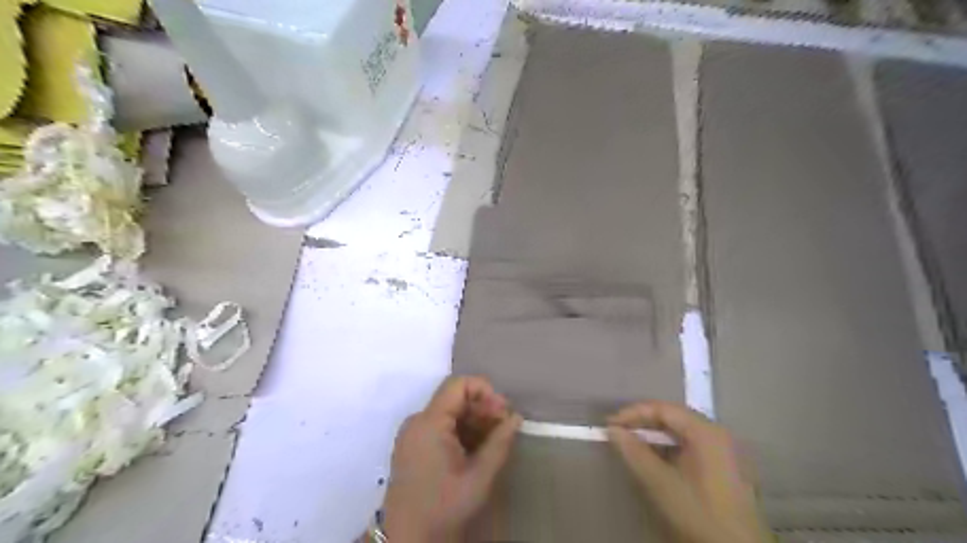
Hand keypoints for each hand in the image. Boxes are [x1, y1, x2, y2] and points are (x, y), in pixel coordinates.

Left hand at [384, 377, 521, 542]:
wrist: (408, 540)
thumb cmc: (444, 507)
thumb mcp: (479, 475)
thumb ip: (500, 442)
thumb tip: (516, 417)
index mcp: (429, 422)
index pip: (458, 385)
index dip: (485, 391)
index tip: (504, 411)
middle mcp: (417, 421)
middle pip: (455, 398)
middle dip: (483, 408)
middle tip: (506, 427)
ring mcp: (413, 433)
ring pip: (450, 413)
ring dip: (475, 421)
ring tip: (495, 440)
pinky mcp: (414, 446)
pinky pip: (441, 427)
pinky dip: (462, 432)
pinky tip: (478, 449)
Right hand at [606, 401, 775, 542]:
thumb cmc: (699, 513)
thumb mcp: (661, 483)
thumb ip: (634, 452)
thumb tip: (613, 430)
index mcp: (706, 431)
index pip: (663, 409)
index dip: (633, 413)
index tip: (610, 425)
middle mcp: (719, 433)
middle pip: (674, 418)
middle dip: (643, 423)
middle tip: (619, 433)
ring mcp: (726, 451)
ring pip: (682, 432)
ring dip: (656, 437)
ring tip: (633, 445)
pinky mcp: (728, 468)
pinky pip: (692, 446)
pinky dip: (671, 448)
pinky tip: (657, 461)